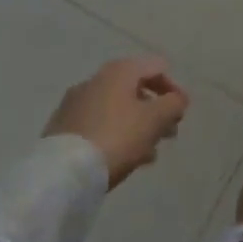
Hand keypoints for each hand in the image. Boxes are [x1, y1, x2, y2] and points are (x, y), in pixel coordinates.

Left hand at [44, 56, 190, 189]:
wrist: (61, 174)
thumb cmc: (116, 137)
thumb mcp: (155, 120)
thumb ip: (173, 104)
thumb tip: (177, 99)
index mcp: (120, 70)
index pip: (157, 67)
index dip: (174, 88)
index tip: (181, 114)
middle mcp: (96, 79)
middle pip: (135, 88)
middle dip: (155, 110)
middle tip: (167, 135)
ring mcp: (75, 103)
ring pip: (116, 109)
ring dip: (136, 125)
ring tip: (147, 154)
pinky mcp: (61, 128)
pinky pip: (98, 124)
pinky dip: (114, 134)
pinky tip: (121, 158)